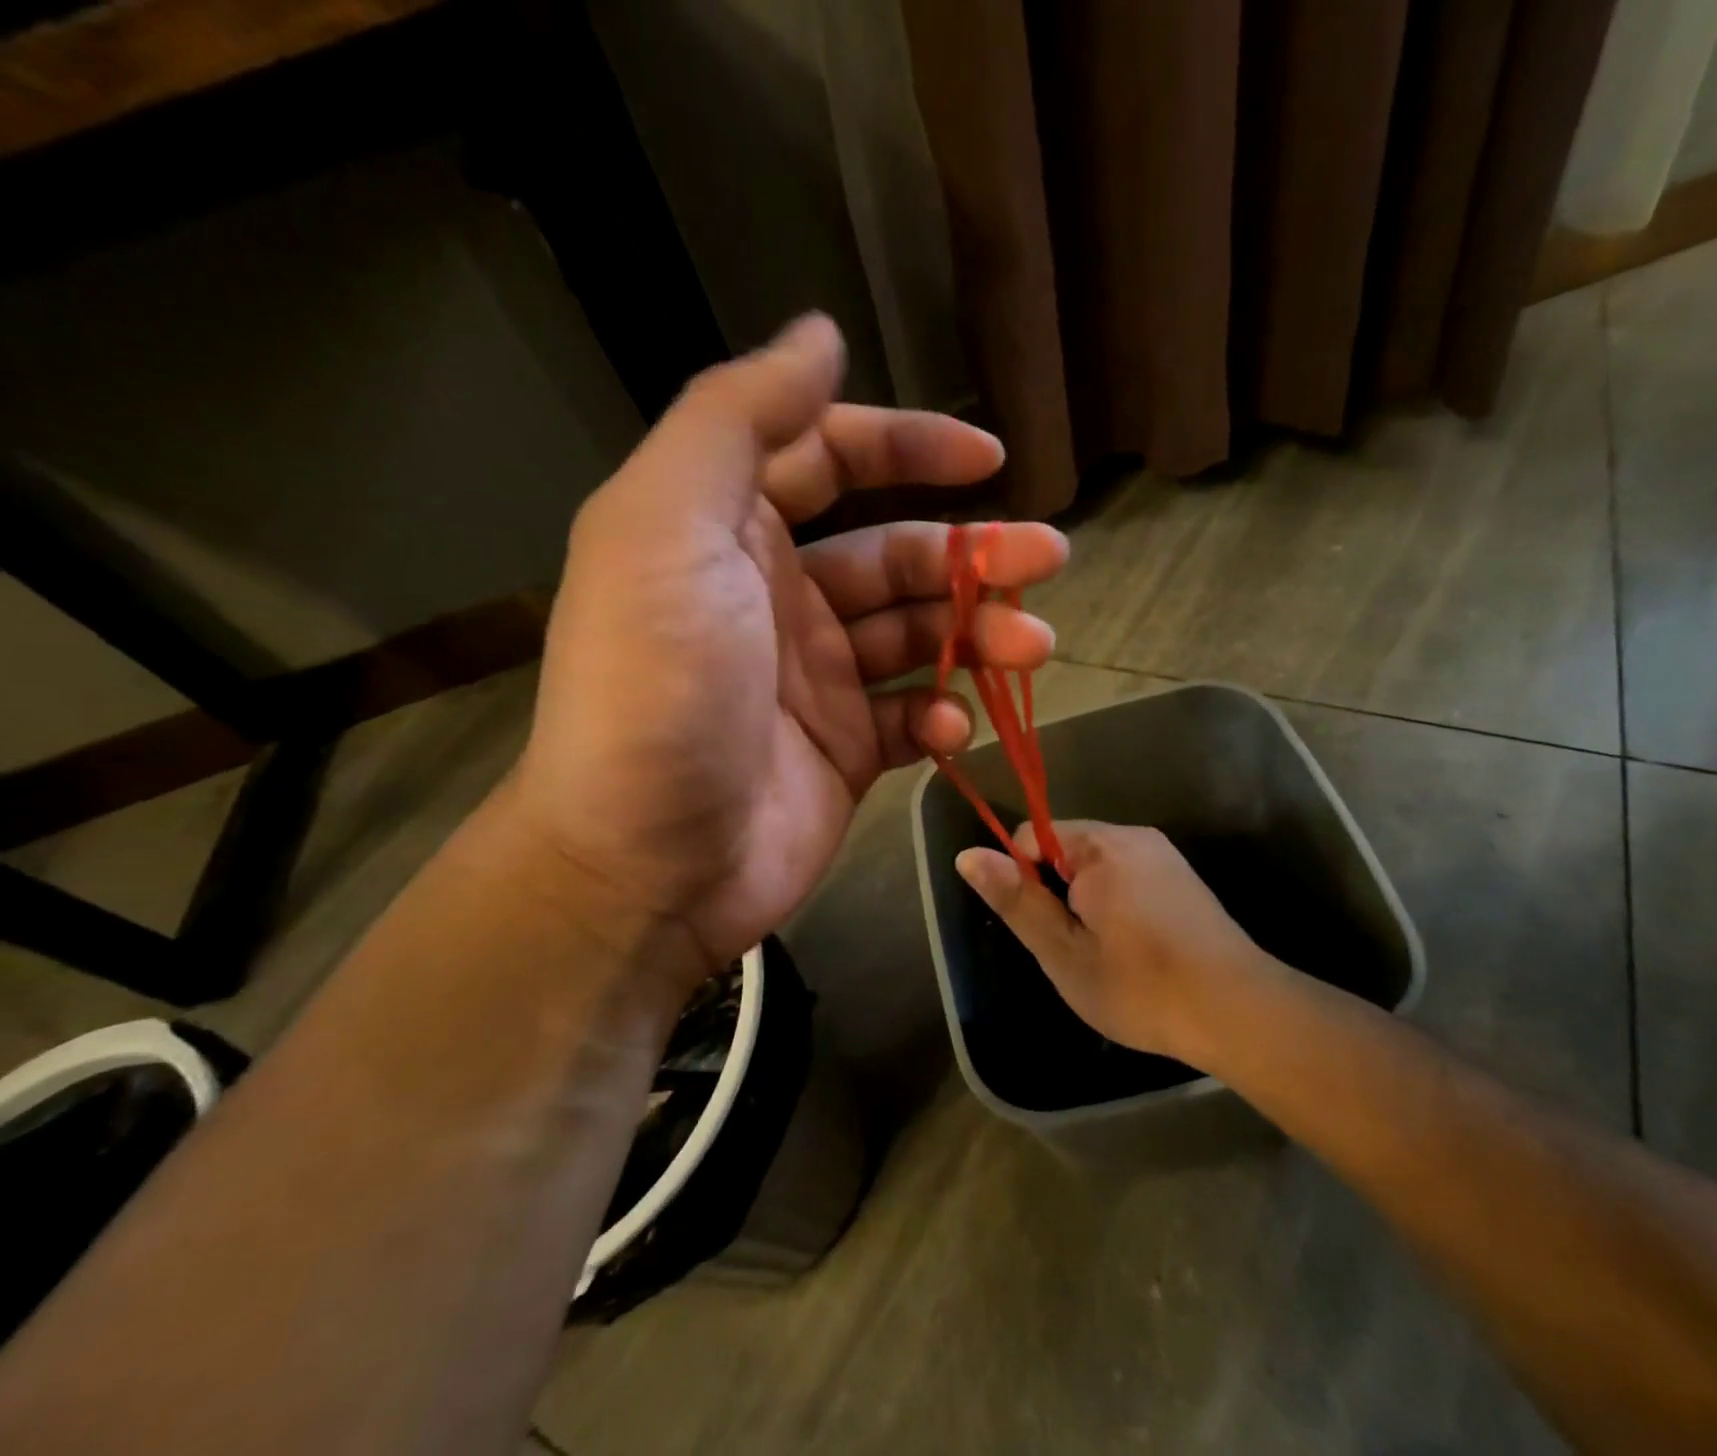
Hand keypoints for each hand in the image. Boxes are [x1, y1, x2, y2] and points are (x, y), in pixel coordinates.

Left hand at [512, 314, 1068, 974]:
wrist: (643, 863)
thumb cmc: (656, 688)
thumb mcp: (668, 527)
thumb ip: (738, 419)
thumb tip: (818, 334)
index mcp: (730, 532)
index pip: (830, 459)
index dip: (908, 445)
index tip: (988, 457)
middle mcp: (778, 598)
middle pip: (894, 553)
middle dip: (972, 552)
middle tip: (1046, 559)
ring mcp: (817, 680)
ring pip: (920, 636)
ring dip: (980, 635)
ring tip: (1031, 648)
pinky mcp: (846, 750)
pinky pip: (913, 716)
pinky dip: (942, 715)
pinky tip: (949, 727)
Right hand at [956, 821, 1272, 1067]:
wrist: (1239, 1011)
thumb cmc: (1141, 986)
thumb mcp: (1064, 952)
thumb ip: (1016, 899)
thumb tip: (968, 855)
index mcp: (1100, 846)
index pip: (1032, 836)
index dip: (1022, 880)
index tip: (1040, 928)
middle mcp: (1133, 836)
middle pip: (1065, 848)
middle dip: (1056, 892)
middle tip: (1072, 949)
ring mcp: (1162, 854)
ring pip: (1097, 864)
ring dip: (1085, 901)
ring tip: (1103, 953)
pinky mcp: (1181, 876)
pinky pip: (1127, 874)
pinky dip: (1115, 902)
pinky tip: (1134, 947)